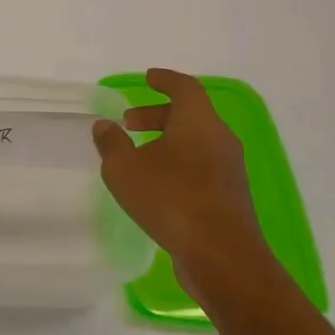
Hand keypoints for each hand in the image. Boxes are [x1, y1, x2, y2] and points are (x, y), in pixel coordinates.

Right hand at [91, 68, 276, 300]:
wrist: (221, 255)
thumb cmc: (171, 199)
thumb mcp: (125, 169)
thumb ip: (111, 143)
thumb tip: (105, 125)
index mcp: (199, 122)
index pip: (184, 87)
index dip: (164, 80)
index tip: (147, 78)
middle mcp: (220, 139)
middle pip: (190, 114)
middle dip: (158, 113)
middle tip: (129, 122)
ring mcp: (229, 169)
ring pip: (196, 141)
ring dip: (167, 140)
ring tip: (138, 155)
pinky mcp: (229, 196)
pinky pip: (201, 165)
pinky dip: (178, 162)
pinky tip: (156, 183)